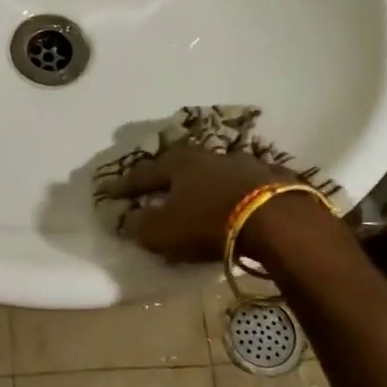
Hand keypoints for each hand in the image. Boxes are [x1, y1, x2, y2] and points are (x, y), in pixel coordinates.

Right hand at [96, 144, 283, 262]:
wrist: (276, 220)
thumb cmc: (208, 223)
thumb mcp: (163, 231)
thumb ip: (140, 224)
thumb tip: (126, 218)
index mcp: (177, 164)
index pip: (143, 173)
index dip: (125, 185)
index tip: (109, 192)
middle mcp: (207, 156)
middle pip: (179, 163)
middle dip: (165, 174)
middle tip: (154, 185)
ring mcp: (242, 164)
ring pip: (212, 170)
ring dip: (200, 182)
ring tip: (194, 194)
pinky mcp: (270, 178)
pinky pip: (241, 183)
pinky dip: (230, 191)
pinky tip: (232, 200)